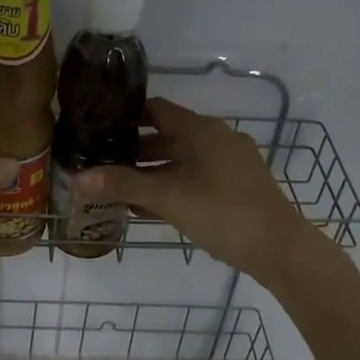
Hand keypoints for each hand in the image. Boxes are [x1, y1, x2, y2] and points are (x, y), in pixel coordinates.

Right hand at [74, 98, 318, 285]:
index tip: (98, 126)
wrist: (280, 249)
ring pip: (182, 160)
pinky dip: (172, 185)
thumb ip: (124, 185)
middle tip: (101, 161)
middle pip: (167, 136)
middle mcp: (217, 138)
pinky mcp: (236, 186)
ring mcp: (230, 163)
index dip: (126, 116)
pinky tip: (149, 206)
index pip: (156, 110)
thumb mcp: (168, 198)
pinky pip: (195, 177)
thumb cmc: (223, 213)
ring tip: (118, 187)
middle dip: (134, 150)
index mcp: (202, 130)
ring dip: (152, 171)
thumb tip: (78, 178)